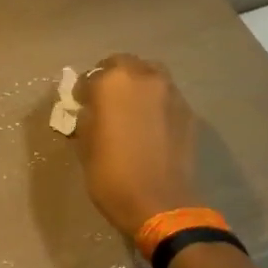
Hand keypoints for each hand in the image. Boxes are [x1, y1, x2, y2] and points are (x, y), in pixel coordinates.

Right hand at [73, 55, 197, 241]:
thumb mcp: (85, 145)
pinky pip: (165, 96)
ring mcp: (170, 92)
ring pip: (149, 75)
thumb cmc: (111, 174)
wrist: (160, 202)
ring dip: (136, 86)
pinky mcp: (187, 110)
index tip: (80, 107)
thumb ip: (86, 118)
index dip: (82, 93)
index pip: (89, 77)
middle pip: (122, 65)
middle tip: (104, 102)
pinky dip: (154, 103)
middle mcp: (143, 77)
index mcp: (111, 82)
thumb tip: (90, 111)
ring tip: (129, 109)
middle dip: (111, 79)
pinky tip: (149, 124)